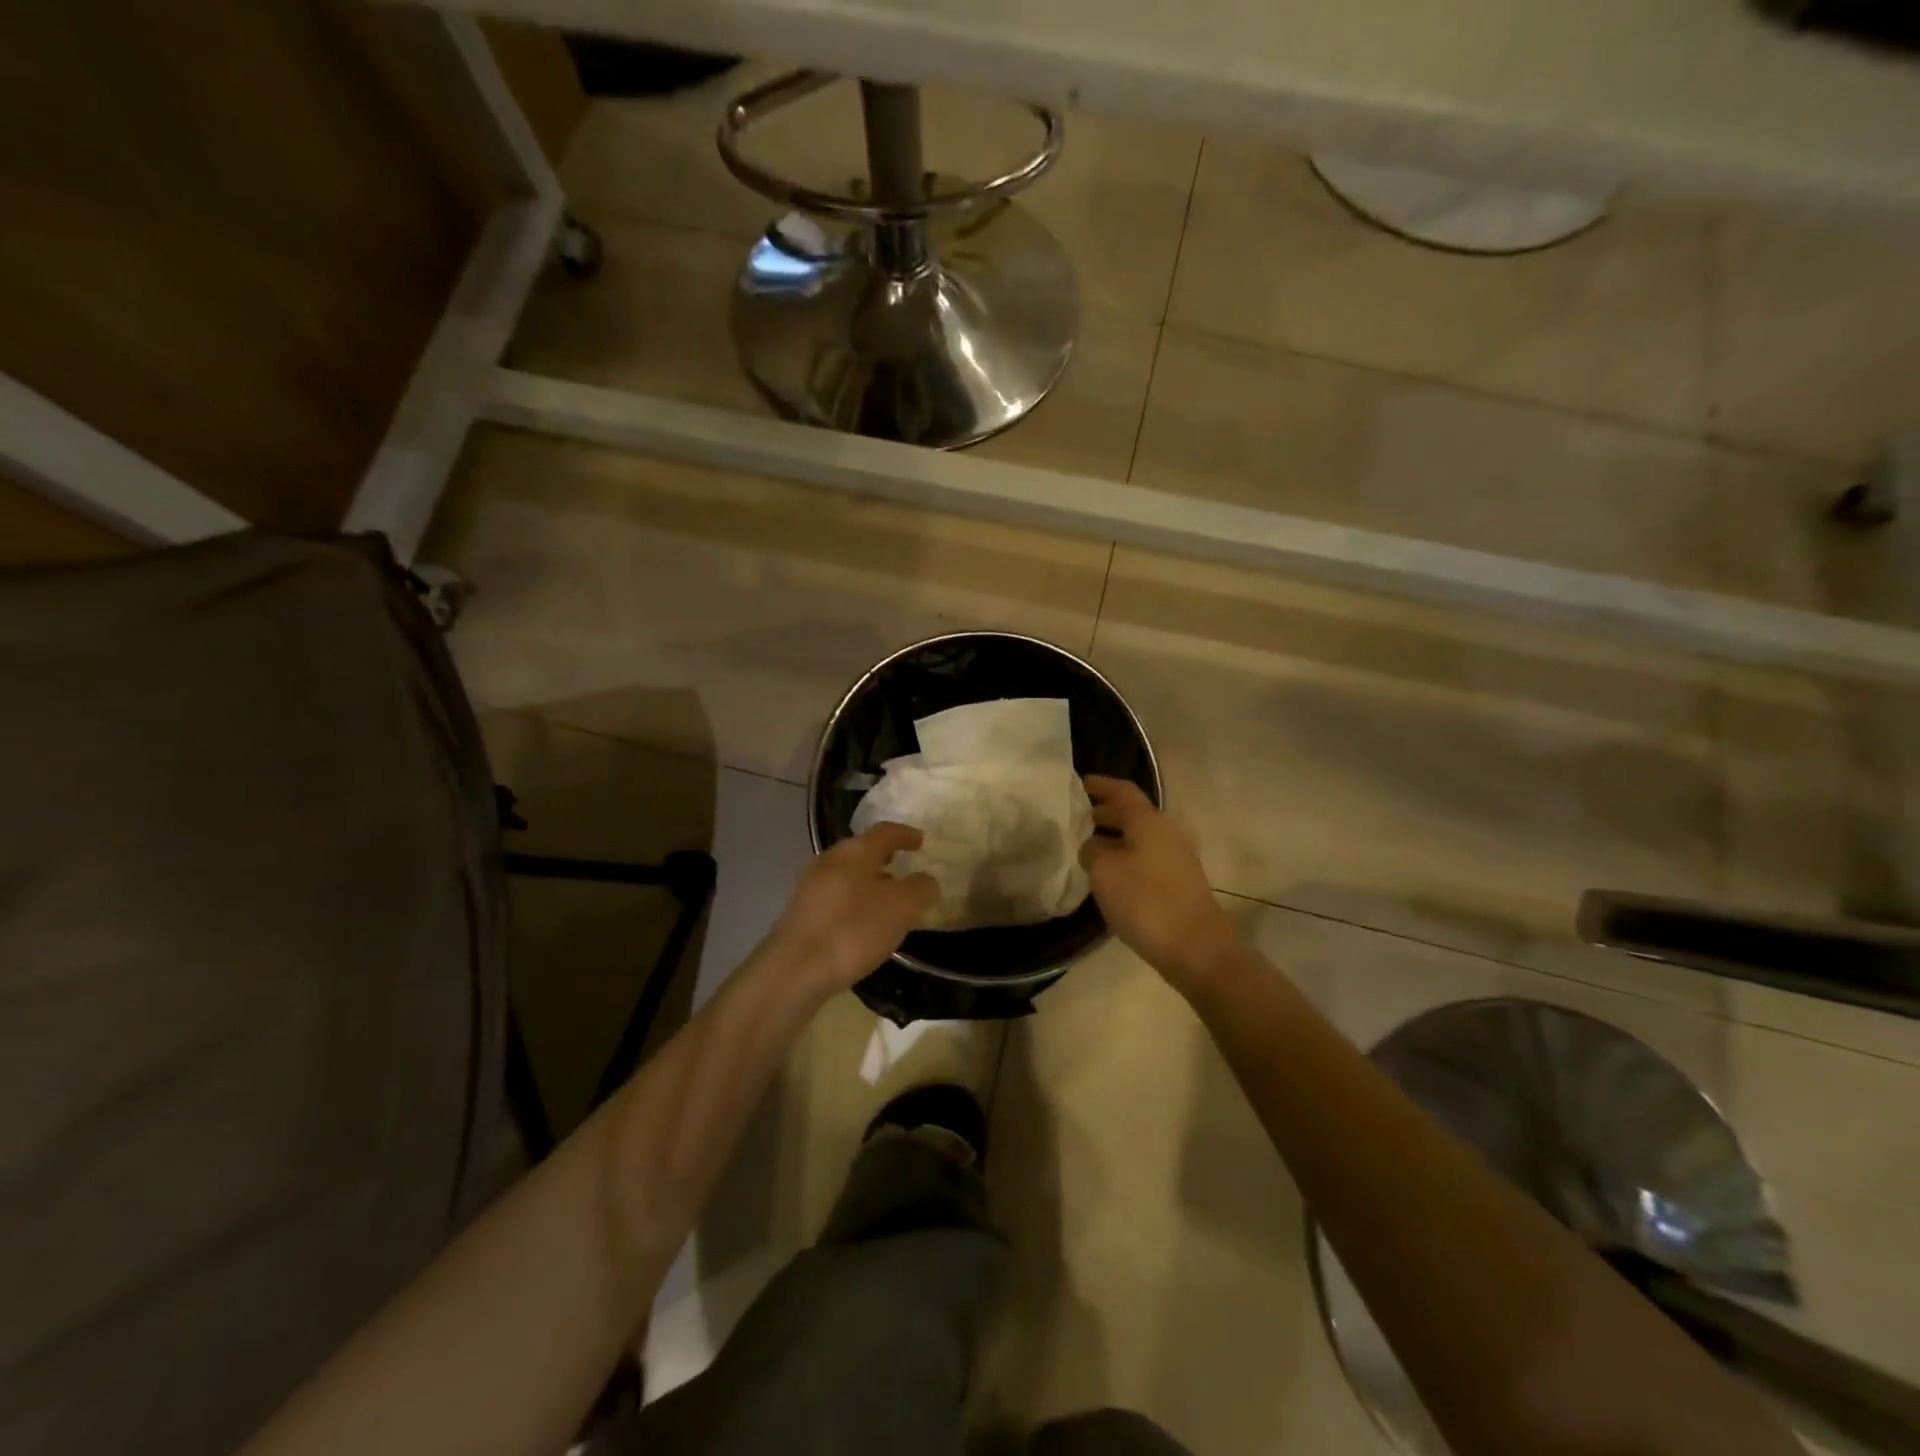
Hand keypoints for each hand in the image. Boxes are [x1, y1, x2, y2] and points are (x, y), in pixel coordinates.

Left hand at [770, 822, 937, 995]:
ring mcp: (809, 887)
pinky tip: (862, 926)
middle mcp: (829, 860)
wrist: (795, 970)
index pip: (885, 831)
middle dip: (884, 859)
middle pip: (862, 852)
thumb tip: (926, 880)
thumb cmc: (853, 929)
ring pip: (846, 876)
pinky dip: (853, 904)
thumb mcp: (901, 908)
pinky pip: (834, 899)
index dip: (905, 834)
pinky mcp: (800, 914)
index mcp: (855, 851)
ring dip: (868, 884)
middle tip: (904, 870)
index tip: (921, 841)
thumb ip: (920, 889)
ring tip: (887, 903)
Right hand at [1081, 776, 1237, 992]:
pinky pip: (1145, 859)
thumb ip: (1092, 851)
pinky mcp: (1178, 884)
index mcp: (1149, 822)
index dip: (1100, 785)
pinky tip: (1108, 876)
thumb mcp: (1105, 872)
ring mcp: (1176, 859)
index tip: (1078, 783)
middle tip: (1077, 817)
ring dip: (1114, 838)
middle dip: (1105, 813)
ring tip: (1087, 848)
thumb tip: (1092, 846)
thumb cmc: (1146, 901)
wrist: (1196, 947)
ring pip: (1139, 838)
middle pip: (1133, 814)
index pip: (1122, 791)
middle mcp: (1166, 833)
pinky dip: (1125, 858)